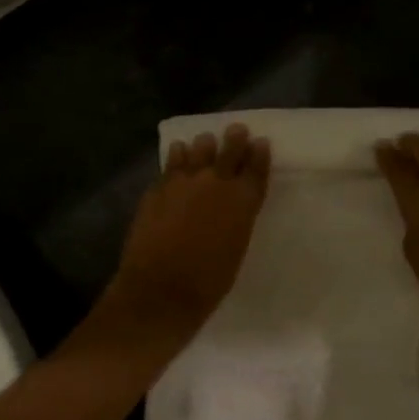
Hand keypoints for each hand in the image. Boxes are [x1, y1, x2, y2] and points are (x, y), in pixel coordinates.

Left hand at [108, 124, 271, 339]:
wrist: (161, 290)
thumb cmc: (208, 282)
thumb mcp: (236, 247)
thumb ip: (237, 219)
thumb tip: (232, 206)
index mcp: (243, 201)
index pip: (256, 168)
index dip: (259, 153)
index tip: (260, 142)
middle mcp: (216, 183)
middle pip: (229, 151)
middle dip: (235, 138)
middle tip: (236, 129)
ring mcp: (183, 182)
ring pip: (197, 150)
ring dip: (203, 145)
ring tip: (205, 141)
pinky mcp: (158, 188)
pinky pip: (171, 163)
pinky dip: (177, 156)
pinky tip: (178, 152)